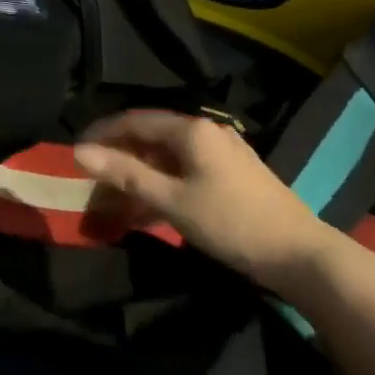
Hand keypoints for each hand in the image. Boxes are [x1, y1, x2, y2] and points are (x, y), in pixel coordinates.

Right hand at [75, 110, 324, 290]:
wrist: (299, 254)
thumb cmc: (230, 222)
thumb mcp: (171, 200)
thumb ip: (125, 174)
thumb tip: (80, 152)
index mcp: (192, 129)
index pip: (135, 120)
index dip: (102, 133)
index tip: (76, 152)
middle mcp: (207, 131)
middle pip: (152, 136)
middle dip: (120, 156)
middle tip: (93, 180)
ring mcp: (224, 151)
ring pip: (169, 155)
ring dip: (141, 173)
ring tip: (116, 199)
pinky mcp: (234, 173)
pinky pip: (186, 168)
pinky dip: (163, 182)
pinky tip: (151, 206)